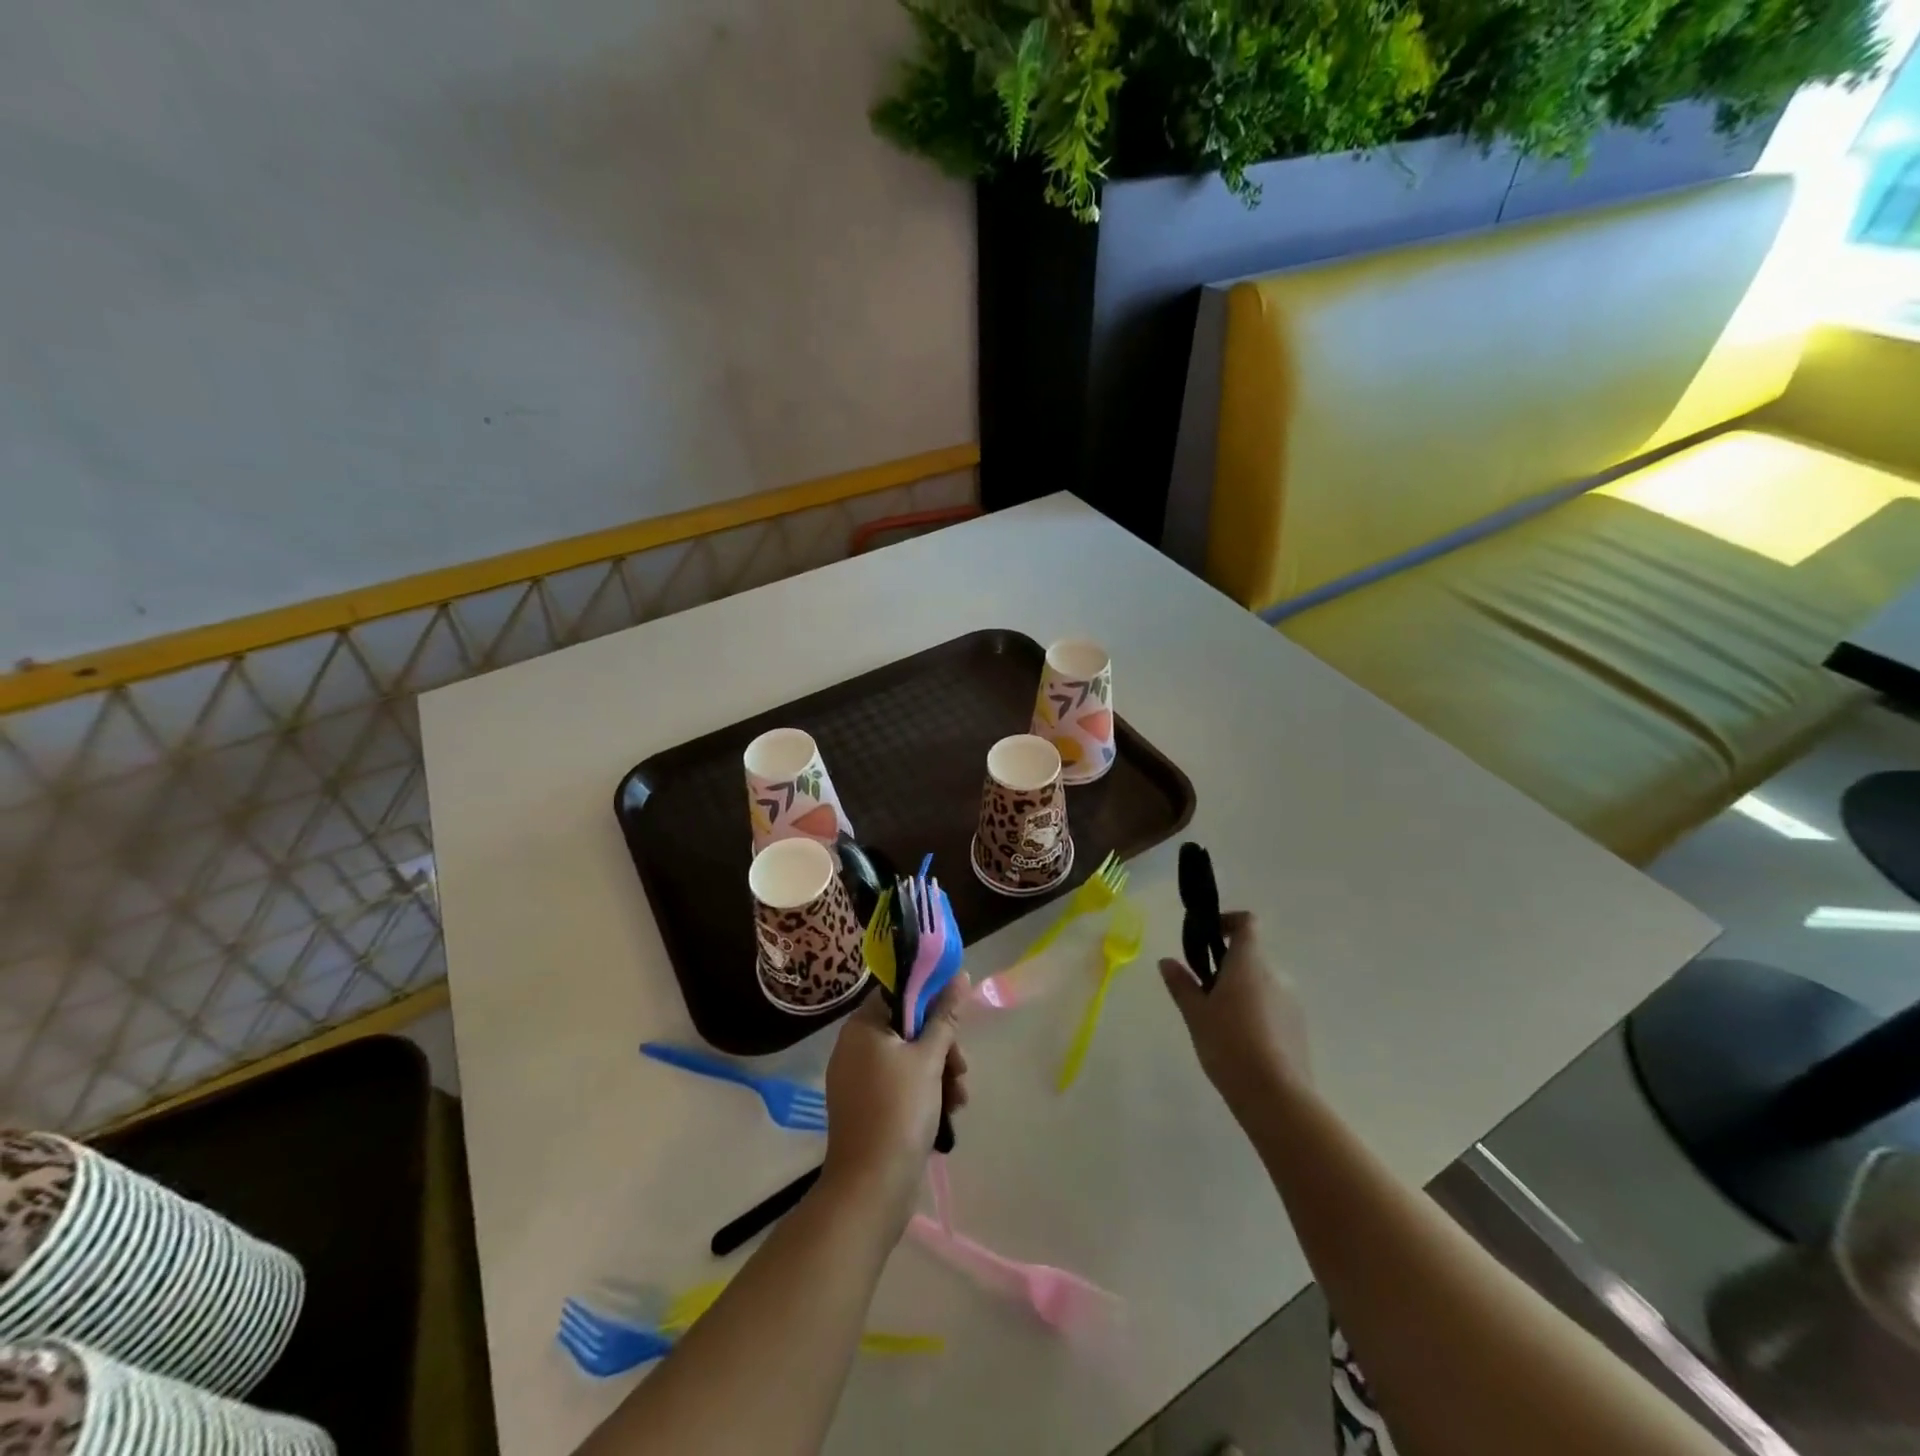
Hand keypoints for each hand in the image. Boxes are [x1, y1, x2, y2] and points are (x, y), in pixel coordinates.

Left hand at [820, 978, 969, 1232]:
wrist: (871, 1186)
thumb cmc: (900, 1110)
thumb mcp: (929, 1058)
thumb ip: (946, 1015)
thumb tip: (960, 975)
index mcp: (862, 1027)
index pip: (898, 994)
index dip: (930, 1001)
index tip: (955, 1020)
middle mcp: (853, 1047)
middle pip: (907, 1028)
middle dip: (941, 1046)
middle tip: (961, 1069)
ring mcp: (857, 1080)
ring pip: (907, 1059)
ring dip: (938, 1073)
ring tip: (959, 1099)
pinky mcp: (865, 1108)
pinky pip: (898, 1085)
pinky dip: (923, 1092)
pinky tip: (947, 1113)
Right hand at [1160, 912, 1309, 1119]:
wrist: (1276, 1097)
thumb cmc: (1229, 1044)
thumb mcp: (1196, 1014)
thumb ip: (1182, 984)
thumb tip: (1167, 961)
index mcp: (1250, 963)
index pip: (1247, 922)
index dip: (1227, 922)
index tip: (1207, 937)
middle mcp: (1276, 975)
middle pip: (1251, 957)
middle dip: (1226, 967)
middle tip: (1201, 992)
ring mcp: (1291, 1002)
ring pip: (1261, 984)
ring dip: (1240, 991)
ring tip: (1218, 1022)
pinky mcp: (1299, 1028)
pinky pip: (1272, 1007)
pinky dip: (1255, 1013)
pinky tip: (1239, 1043)